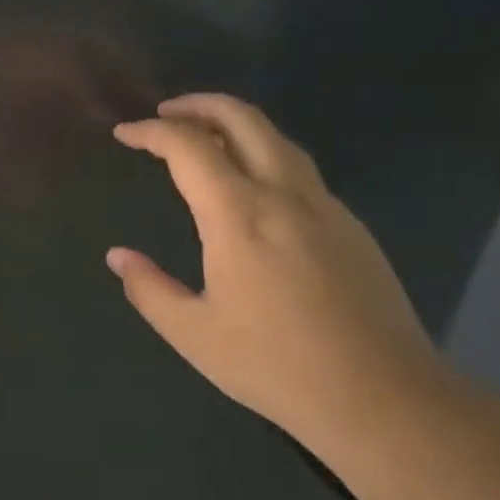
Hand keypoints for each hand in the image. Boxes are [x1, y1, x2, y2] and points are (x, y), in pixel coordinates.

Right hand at [106, 93, 441, 436]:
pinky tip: (253, 185)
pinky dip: (264, 153)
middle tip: (166, 113)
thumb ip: (149, 289)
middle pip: (241, 118)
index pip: (188, 146)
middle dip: (198, 104)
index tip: (125, 134)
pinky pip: (299, 167)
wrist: (381, 395)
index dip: (151, 132)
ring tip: (205, 137)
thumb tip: (119, 256)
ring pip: (276, 138)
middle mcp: (283, 194)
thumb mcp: (194, 334)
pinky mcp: (350, 225)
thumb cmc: (276, 365)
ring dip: (235, 123)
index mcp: (239, 215)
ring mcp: (324, 205)